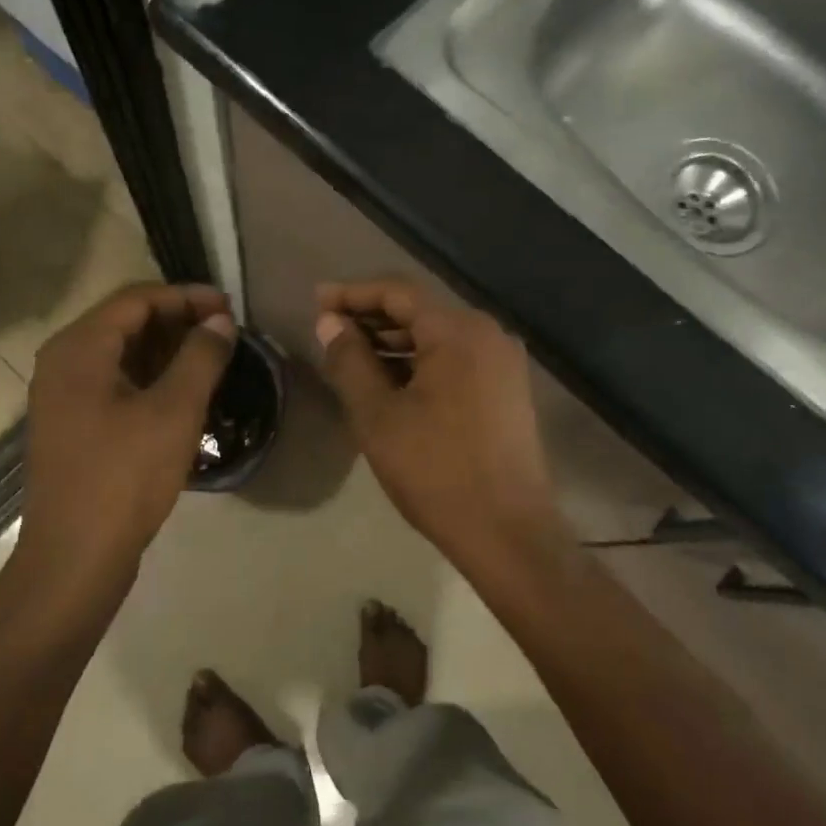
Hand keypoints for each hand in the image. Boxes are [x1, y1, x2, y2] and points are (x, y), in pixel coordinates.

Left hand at [23, 283, 235, 575]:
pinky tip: (186, 395)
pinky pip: (117, 385)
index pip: (137, 298)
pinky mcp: (75, 426)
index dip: (187, 297)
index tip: (230, 309)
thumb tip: (220, 322)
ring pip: (123, 355)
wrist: (76, 557)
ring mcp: (65, 397)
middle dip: (179, 323)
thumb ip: (201, 357)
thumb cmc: (125, 476)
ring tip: (214, 362)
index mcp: (79, 348)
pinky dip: (152, 380)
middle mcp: (63, 363)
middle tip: (226, 335)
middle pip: (127, 323)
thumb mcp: (174, 411)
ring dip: (168, 352)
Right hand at [315, 279, 569, 575]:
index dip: (353, 293)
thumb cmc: (435, 471)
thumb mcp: (378, 415)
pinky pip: (456, 361)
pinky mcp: (507, 391)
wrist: (507, 532)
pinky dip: (420, 364)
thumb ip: (350, 361)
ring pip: (438, 338)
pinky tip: (391, 383)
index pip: (398, 293)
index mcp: (458, 331)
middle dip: (372, 320)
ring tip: (352, 358)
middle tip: (329, 331)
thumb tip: (330, 323)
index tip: (317, 301)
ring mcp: (503, 364)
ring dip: (394, 344)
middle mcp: (488, 335)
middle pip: (421, 312)